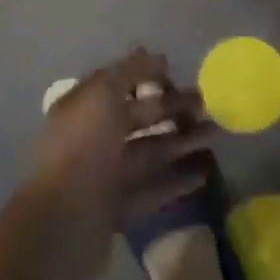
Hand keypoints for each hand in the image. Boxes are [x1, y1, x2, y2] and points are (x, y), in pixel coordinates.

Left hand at [25, 50, 211, 279]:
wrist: (63, 223)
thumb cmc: (83, 147)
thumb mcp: (103, 94)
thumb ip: (130, 71)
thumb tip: (156, 56)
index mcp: (83, 106)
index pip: (117, 83)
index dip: (146, 75)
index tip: (177, 72)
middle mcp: (93, 137)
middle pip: (138, 117)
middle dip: (172, 108)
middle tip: (208, 104)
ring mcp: (104, 174)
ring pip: (149, 151)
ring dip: (181, 141)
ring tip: (216, 134)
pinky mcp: (117, 208)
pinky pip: (151, 188)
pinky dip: (176, 179)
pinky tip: (204, 172)